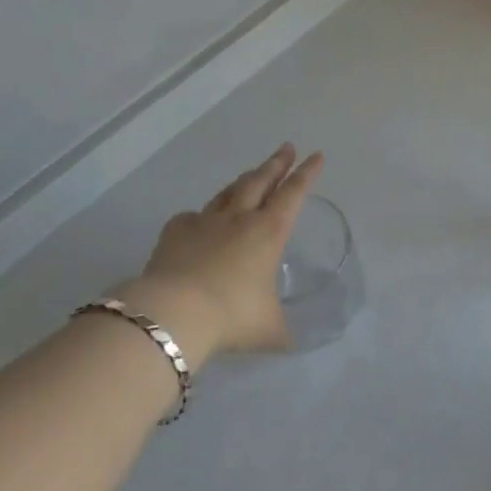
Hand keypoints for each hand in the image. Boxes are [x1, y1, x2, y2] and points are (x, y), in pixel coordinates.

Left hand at [116, 144, 323, 359]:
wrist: (174, 313)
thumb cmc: (233, 317)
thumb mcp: (270, 330)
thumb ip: (283, 330)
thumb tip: (291, 342)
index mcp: (270, 233)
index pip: (294, 194)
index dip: (307, 174)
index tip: (316, 156)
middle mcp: (240, 218)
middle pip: (261, 181)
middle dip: (276, 163)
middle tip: (286, 148)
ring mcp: (205, 221)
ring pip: (229, 192)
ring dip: (244, 180)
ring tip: (251, 174)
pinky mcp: (175, 232)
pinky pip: (194, 215)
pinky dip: (203, 214)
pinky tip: (202, 220)